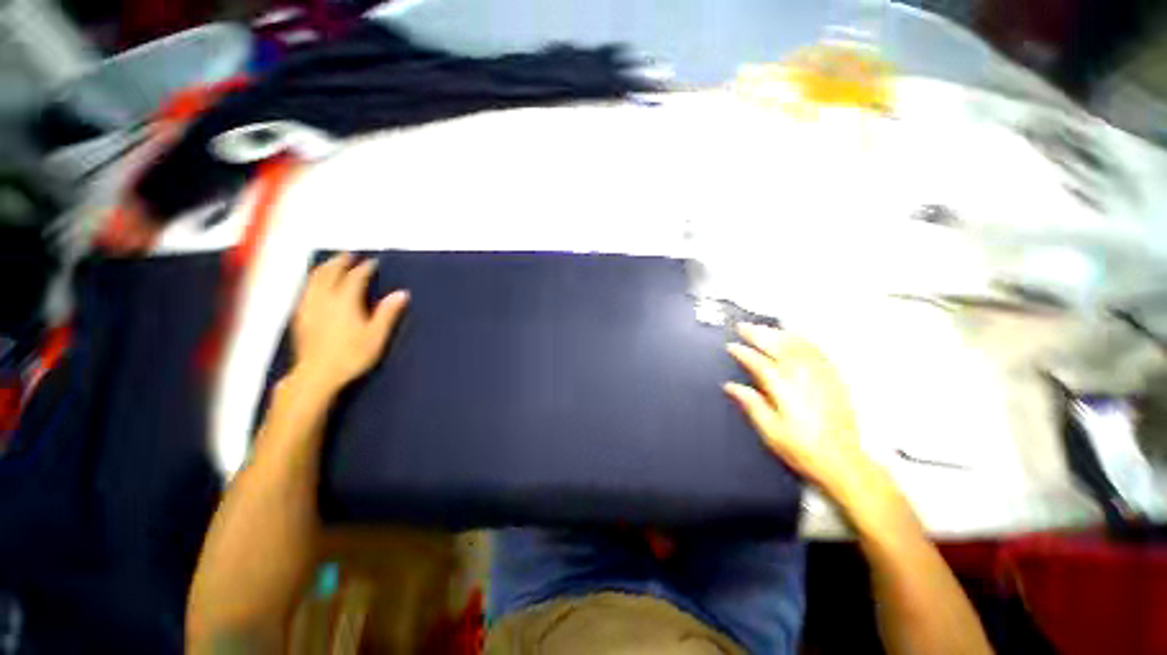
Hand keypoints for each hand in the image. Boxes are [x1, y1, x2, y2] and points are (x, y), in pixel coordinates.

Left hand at [291, 253, 408, 394]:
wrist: (316, 375)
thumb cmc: (351, 355)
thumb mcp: (376, 336)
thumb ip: (388, 313)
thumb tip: (402, 293)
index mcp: (344, 301)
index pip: (355, 278)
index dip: (365, 268)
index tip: (373, 263)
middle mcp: (323, 299)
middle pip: (329, 273)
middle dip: (340, 261)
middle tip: (350, 255)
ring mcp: (308, 307)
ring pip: (314, 279)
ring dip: (325, 268)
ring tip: (333, 263)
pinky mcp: (300, 316)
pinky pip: (306, 290)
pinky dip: (313, 280)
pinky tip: (316, 285)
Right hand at [725, 324, 870, 496]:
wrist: (842, 461)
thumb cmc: (803, 448)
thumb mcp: (770, 430)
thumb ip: (751, 403)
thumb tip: (731, 387)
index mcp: (784, 388)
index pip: (758, 362)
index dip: (742, 352)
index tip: (731, 346)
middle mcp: (803, 376)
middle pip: (778, 346)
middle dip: (758, 334)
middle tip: (743, 327)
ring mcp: (821, 375)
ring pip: (798, 344)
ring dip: (778, 333)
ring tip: (765, 328)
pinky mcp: (834, 379)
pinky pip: (817, 351)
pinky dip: (802, 340)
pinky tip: (796, 338)